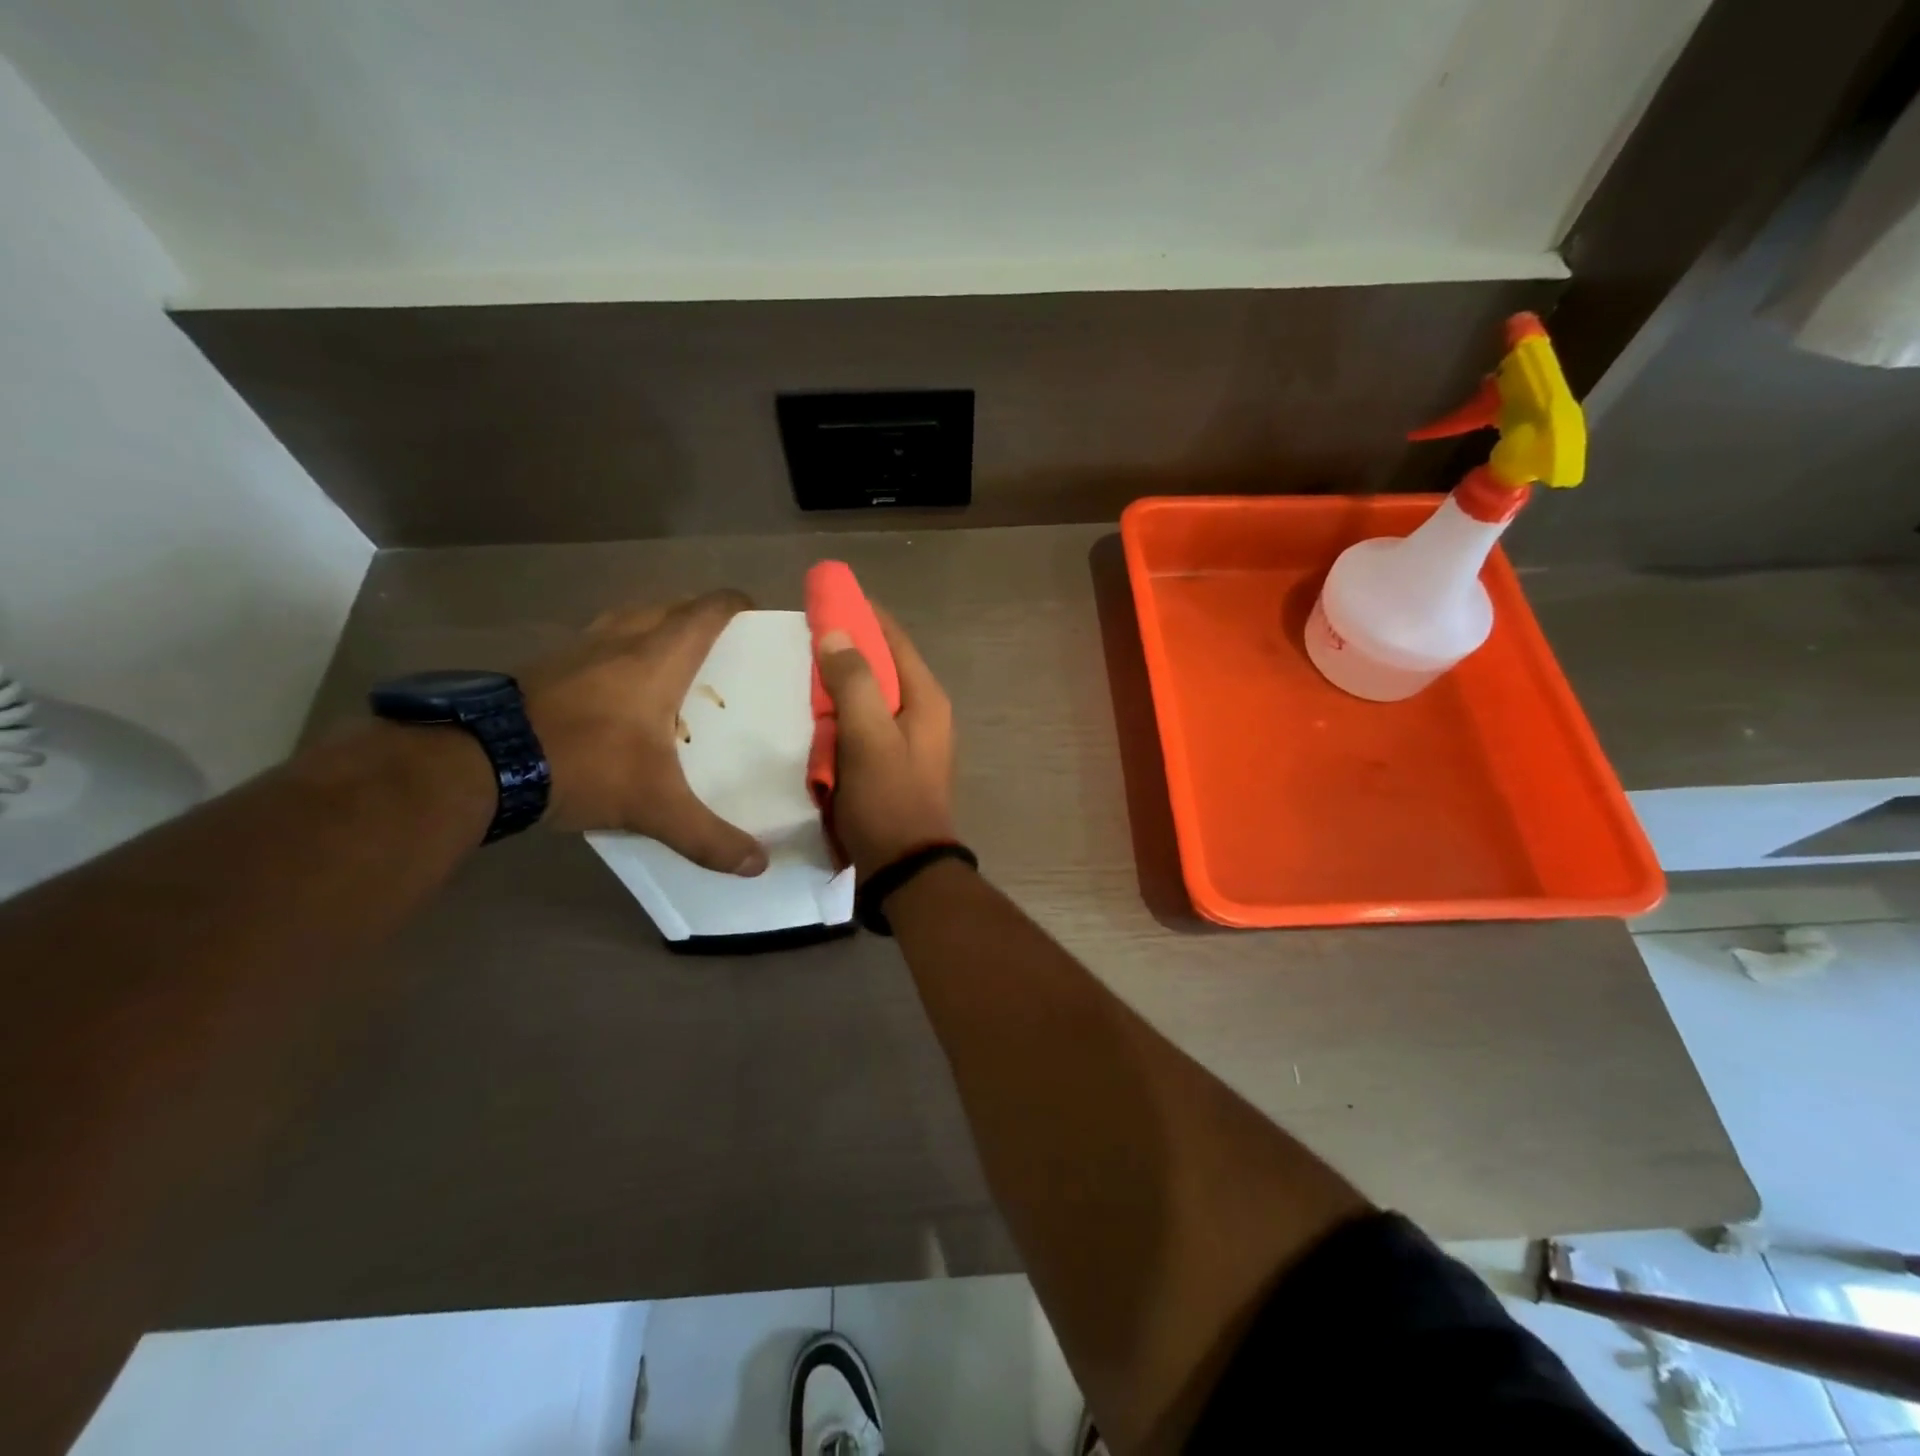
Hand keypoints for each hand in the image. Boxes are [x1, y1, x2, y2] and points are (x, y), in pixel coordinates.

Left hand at [520, 591, 767, 874]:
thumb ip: (708, 837)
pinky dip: (617, 648)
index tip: (751, 609)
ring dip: (653, 625)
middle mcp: (621, 641)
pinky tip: (615, 682)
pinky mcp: (546, 665)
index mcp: (658, 661)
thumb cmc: (586, 766)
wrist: (484, 761)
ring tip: (670, 655)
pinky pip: (596, 640)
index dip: (732, 604)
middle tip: (717, 640)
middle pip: (667, 607)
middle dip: (696, 614)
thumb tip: (758, 865)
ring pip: (627, 618)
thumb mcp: (655, 808)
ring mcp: (578, 648)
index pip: (704, 613)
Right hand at [815, 608, 956, 878]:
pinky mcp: (893, 762)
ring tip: (802, 670)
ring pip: (872, 695)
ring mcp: (910, 739)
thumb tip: (835, 633)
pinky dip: (842, 714)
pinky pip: (865, 724)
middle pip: (883, 664)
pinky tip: (814, 716)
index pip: (893, 638)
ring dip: (841, 682)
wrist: (904, 868)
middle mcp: (924, 712)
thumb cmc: (887, 799)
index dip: (861, 613)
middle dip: (846, 647)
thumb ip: (853, 682)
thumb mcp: (868, 737)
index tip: (824, 596)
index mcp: (925, 697)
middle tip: (804, 636)